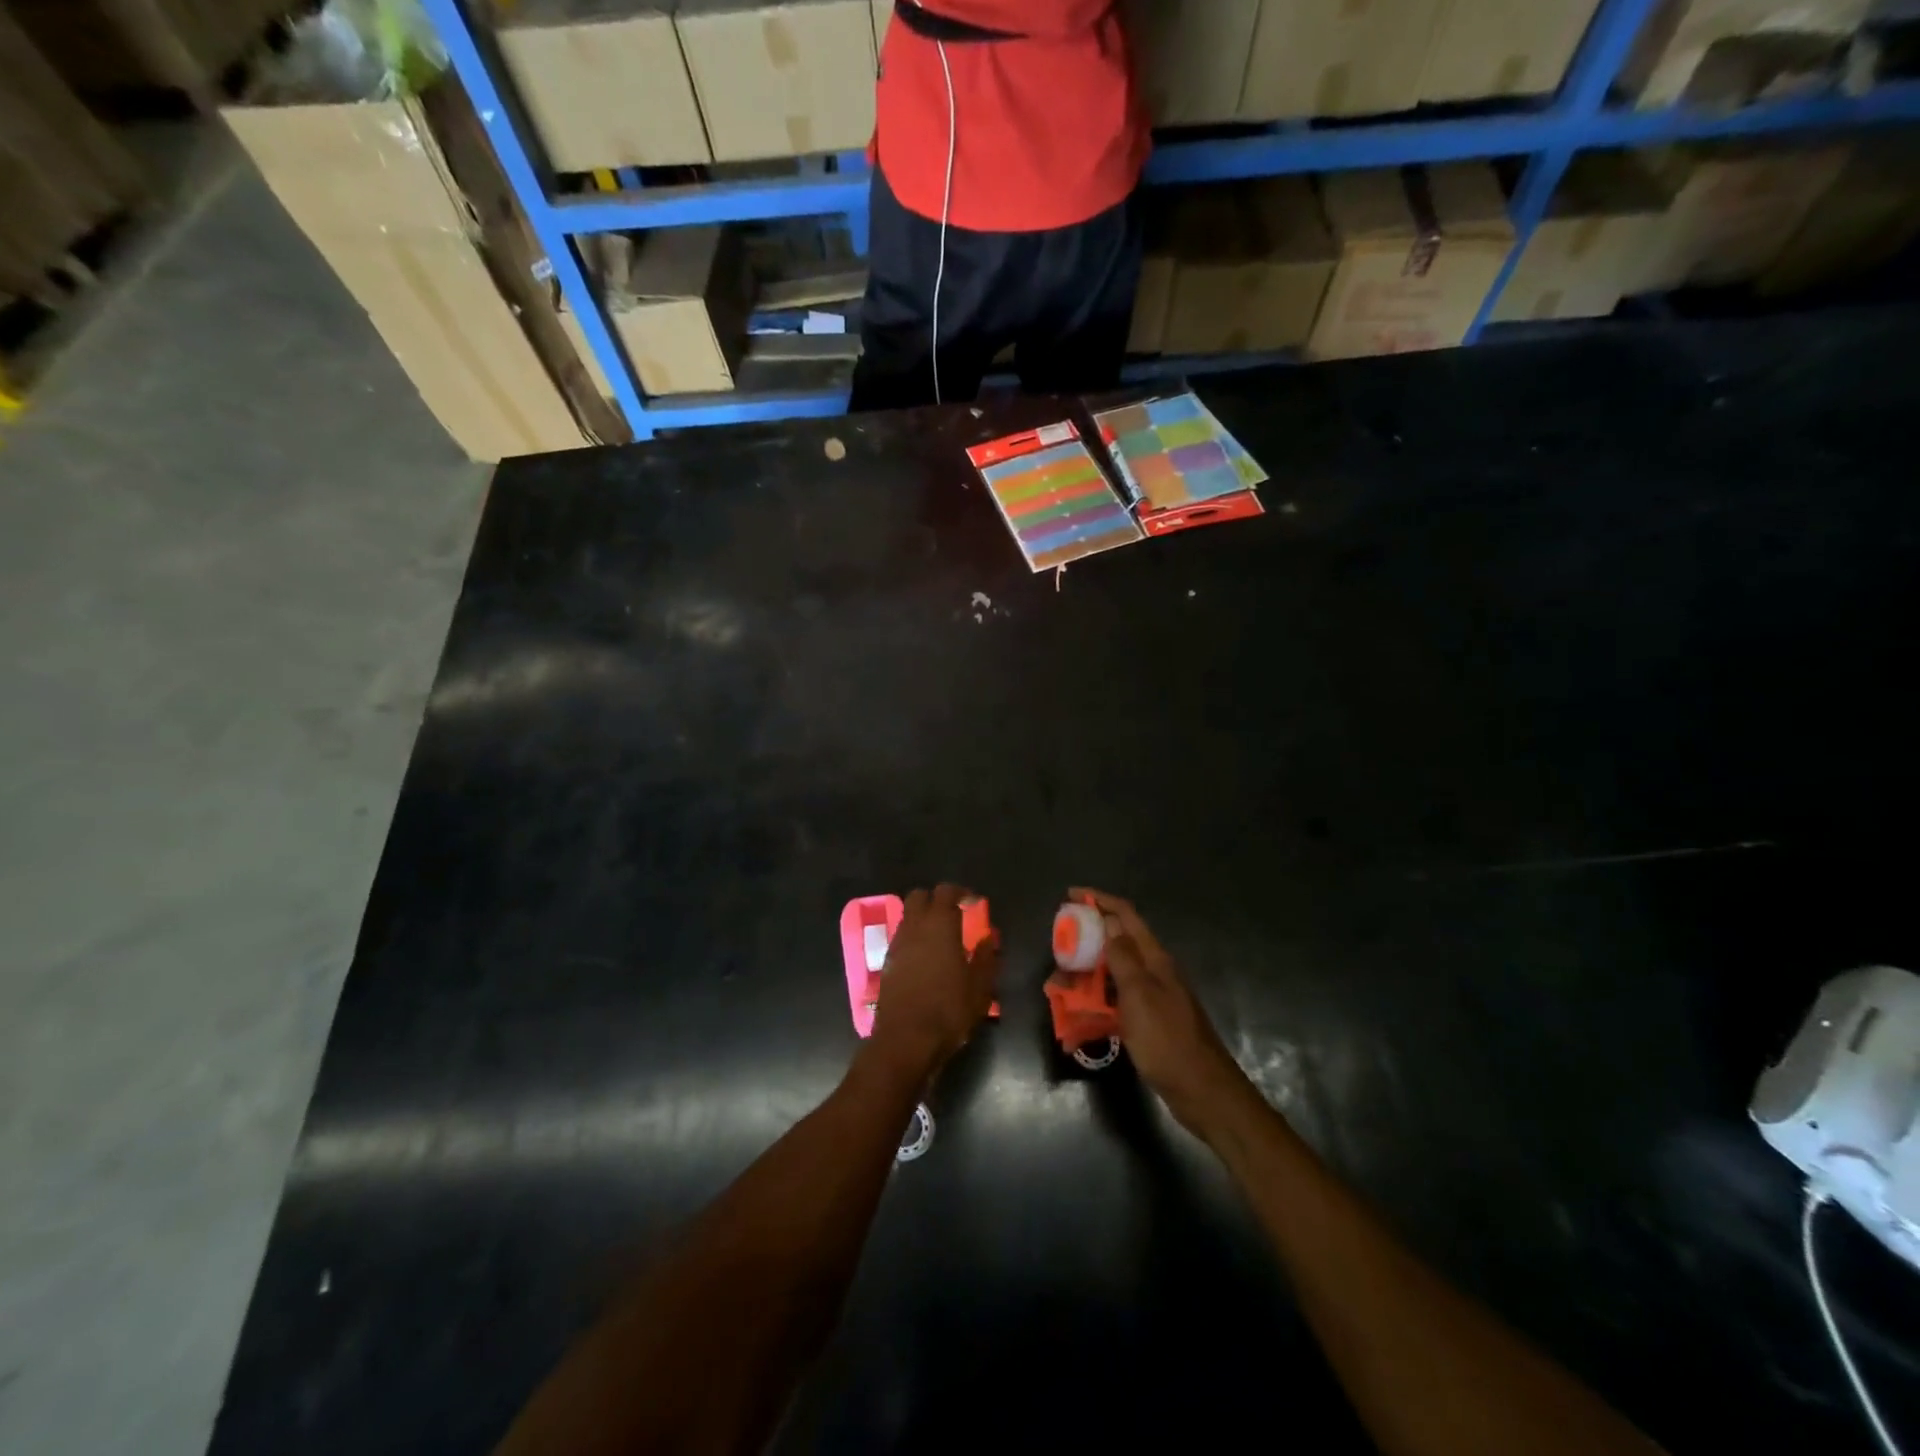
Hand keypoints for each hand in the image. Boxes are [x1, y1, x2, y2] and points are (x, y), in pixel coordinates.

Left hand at [870, 884, 1000, 1080]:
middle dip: (936, 899)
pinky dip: (913, 939)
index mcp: (939, 925)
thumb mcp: (980, 987)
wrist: (905, 1041)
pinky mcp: (887, 964)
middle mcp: (914, 927)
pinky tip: (926, 959)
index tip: (974, 902)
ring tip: (941, 938)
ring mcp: (896, 945)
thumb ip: (986, 957)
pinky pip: (901, 938)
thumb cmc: (949, 1011)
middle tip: (954, 914)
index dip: (961, 892)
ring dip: (923, 919)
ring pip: (907, 917)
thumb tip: (989, 937)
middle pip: (919, 896)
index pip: (946, 891)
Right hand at [1071, 888, 1253, 1138]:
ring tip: (1058, 988)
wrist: (1202, 1091)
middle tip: (1058, 949)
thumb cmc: (1167, 1040)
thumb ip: (1123, 957)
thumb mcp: (1139, 995)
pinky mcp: (1148, 1022)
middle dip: (1086, 942)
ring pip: (1112, 976)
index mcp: (1155, 959)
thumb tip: (1110, 920)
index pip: (1126, 916)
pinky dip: (1095, 1006)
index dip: (1100, 900)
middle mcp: (1154, 972)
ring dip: (1085, 977)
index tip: (1070, 895)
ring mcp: (1152, 998)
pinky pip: (1115, 1004)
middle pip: (1116, 944)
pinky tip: (1077, 1021)